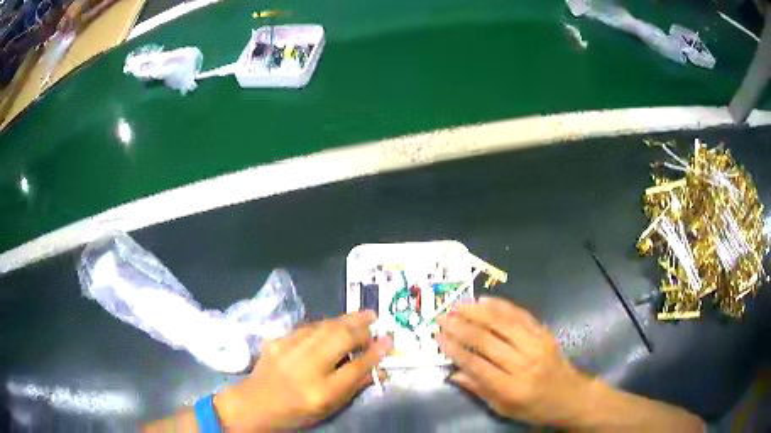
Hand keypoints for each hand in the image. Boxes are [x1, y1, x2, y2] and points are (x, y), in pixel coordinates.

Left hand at [214, 311, 391, 430]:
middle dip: (360, 326)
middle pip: (339, 339)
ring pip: (323, 327)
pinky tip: (333, 323)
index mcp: (321, 391)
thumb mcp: (330, 407)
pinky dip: (324, 324)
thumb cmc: (297, 411)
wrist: (256, 404)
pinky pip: (307, 328)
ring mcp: (288, 350)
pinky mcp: (277, 341)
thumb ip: (354, 386)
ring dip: (344, 320)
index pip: (356, 368)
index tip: (389, 340)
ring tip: (360, 315)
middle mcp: (306, 367)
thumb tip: (378, 368)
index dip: (374, 352)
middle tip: (374, 317)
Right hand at [437, 297, 589, 426]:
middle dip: (461, 326)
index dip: (455, 349)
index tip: (438, 338)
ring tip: (458, 305)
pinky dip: (501, 305)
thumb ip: (479, 389)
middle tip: (442, 317)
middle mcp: (524, 362)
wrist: (571, 396)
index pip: (477, 364)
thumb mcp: (504, 409)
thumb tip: (453, 373)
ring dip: (477, 312)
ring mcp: (537, 344)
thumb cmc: (535, 408)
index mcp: (512, 387)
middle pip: (487, 340)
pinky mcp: (544, 333)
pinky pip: (520, 314)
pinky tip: (485, 300)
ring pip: (502, 322)